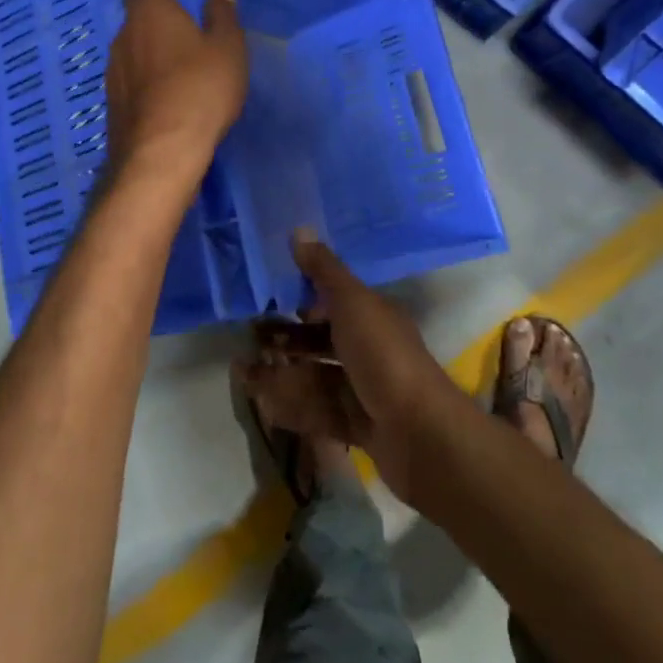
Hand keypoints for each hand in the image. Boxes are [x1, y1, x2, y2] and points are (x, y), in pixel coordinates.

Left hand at [104, 0, 248, 182]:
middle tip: (190, 50)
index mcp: (148, 13)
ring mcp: (111, 73)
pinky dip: (146, 92)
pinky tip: (169, 109)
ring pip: (133, 59)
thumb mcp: (228, 48)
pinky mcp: (111, 106)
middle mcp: (121, 37)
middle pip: (138, 26)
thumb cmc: (200, 88)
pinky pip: (131, 89)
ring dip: (152, 65)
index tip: (183, 14)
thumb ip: (223, 16)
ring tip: (182, 83)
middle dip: (159, 34)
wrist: (162, 151)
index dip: (161, 0)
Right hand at [240, 234, 464, 505]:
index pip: (335, 301)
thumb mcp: (352, 303)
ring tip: (243, 371)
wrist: (419, 434)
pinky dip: (291, 406)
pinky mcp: (357, 426)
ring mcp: (365, 390)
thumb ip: (324, 271)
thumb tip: (299, 229)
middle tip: (248, 339)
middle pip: (321, 341)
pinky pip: (318, 411)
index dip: (303, 299)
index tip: (268, 299)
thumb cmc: (383, 356)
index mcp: (374, 317)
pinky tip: (263, 403)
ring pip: (316, 376)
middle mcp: (370, 350)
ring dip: (281, 372)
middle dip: (285, 339)